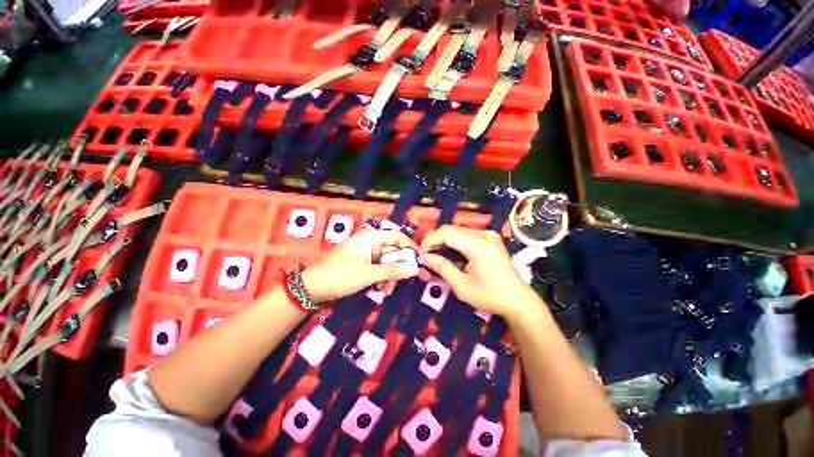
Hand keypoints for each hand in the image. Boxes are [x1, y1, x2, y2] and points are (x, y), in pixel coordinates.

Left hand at [302, 229, 419, 302]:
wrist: (313, 287)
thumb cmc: (340, 275)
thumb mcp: (369, 274)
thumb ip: (393, 271)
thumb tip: (415, 269)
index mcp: (371, 237)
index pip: (398, 236)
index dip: (411, 247)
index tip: (421, 261)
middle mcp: (370, 241)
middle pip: (394, 250)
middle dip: (400, 266)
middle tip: (407, 281)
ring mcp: (366, 252)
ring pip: (387, 261)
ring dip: (391, 275)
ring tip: (388, 289)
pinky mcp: (363, 263)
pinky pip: (379, 267)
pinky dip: (383, 277)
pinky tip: (382, 289)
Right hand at [418, 225, 533, 317]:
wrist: (518, 300)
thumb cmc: (490, 296)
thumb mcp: (461, 286)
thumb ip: (442, 268)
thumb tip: (423, 257)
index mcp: (479, 246)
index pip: (447, 233)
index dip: (430, 240)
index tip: (420, 253)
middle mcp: (484, 235)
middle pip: (451, 229)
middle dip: (435, 240)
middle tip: (425, 254)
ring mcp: (488, 235)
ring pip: (457, 231)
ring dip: (443, 241)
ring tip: (433, 254)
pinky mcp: (490, 239)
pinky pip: (466, 235)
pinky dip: (453, 242)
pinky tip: (448, 253)